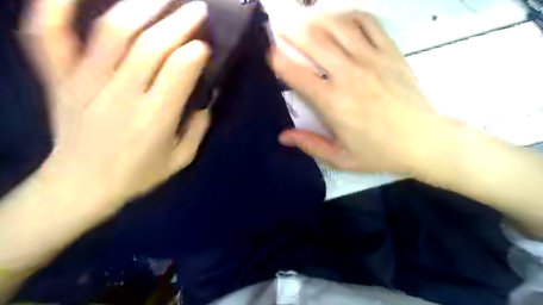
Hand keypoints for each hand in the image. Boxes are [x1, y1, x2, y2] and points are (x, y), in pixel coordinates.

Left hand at [18, 0, 208, 216]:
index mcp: (153, 119)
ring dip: (141, 6)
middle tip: (198, 7)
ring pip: (113, 31)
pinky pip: (48, 34)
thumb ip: (198, 127)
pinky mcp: (59, 79)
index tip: (206, 44)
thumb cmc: (138, 174)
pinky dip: (55, 4)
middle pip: (151, 45)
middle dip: (179, 21)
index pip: (178, 70)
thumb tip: (208, 96)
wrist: (81, 185)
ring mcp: (84, 83)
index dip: (195, 51)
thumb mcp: (181, 158)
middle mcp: (120, 95)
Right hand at [271, 10, 439, 175]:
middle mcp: (348, 75)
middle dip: (292, 30)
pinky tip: (340, 18)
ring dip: (316, 18)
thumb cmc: (379, 152)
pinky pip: (368, 23)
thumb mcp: (340, 158)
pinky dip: (350, 15)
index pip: (298, 75)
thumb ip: (310, 144)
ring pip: (338, 27)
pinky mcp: (390, 52)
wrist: (424, 141)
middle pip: (314, 42)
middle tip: (279, 24)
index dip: (280, 61)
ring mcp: (371, 59)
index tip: (270, 52)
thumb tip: (283, 136)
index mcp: (333, 103)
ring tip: (304, 17)